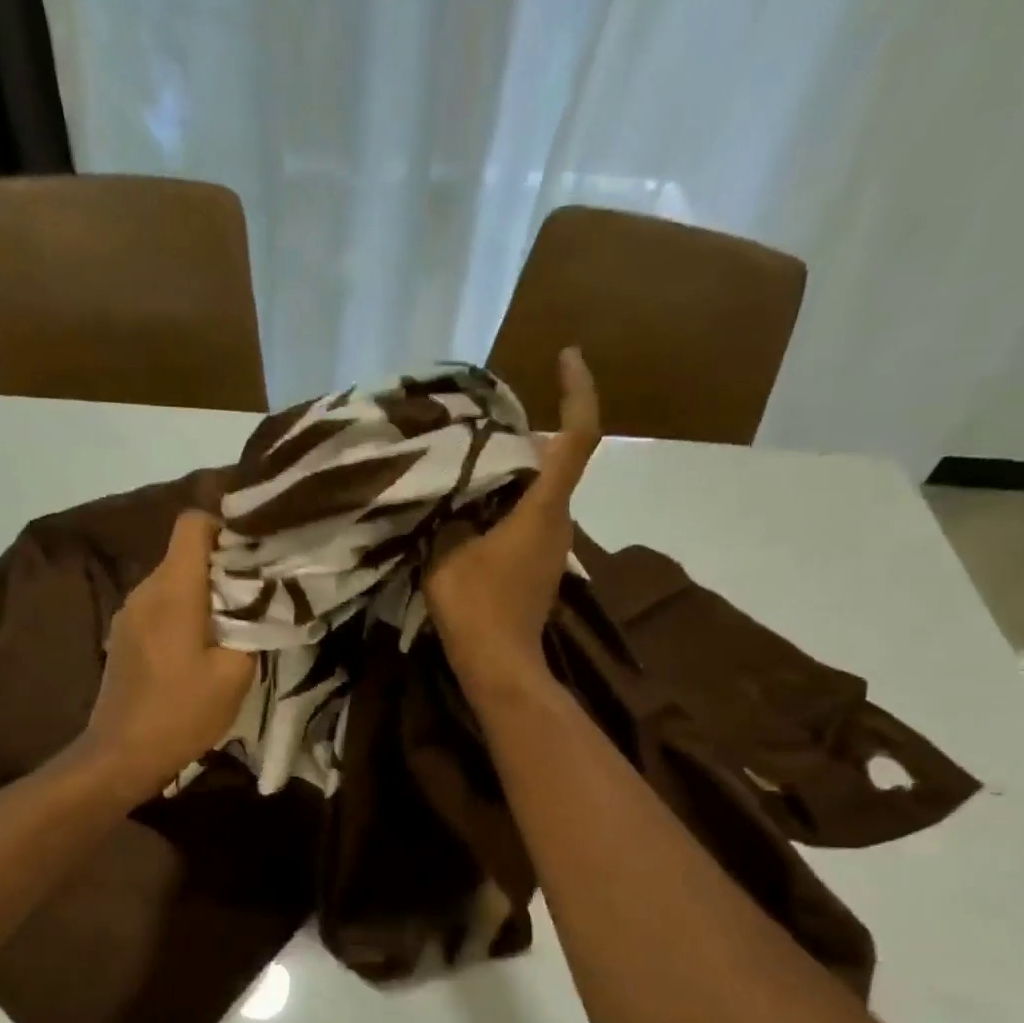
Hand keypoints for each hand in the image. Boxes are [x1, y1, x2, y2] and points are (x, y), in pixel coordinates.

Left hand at [80, 510, 254, 799]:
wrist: (121, 755)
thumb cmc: (182, 712)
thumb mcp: (235, 674)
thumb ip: (252, 629)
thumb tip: (258, 606)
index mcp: (173, 590)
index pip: (192, 524)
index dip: (225, 529)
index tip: (252, 556)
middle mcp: (145, 590)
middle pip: (185, 554)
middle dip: (222, 567)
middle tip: (256, 597)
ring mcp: (128, 613)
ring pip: (172, 582)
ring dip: (203, 595)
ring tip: (231, 627)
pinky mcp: (123, 636)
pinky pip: (158, 607)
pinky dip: (182, 614)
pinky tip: (199, 649)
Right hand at [425, 347, 600, 693]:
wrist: (501, 667)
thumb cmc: (477, 608)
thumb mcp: (445, 554)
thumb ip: (448, 517)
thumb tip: (445, 498)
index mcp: (544, 508)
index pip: (578, 437)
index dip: (578, 390)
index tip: (567, 355)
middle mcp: (560, 521)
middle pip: (553, 462)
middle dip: (524, 436)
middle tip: (479, 425)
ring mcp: (554, 547)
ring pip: (538, 493)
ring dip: (510, 474)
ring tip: (465, 465)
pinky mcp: (541, 567)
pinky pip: (528, 519)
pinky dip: (505, 504)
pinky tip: (468, 511)